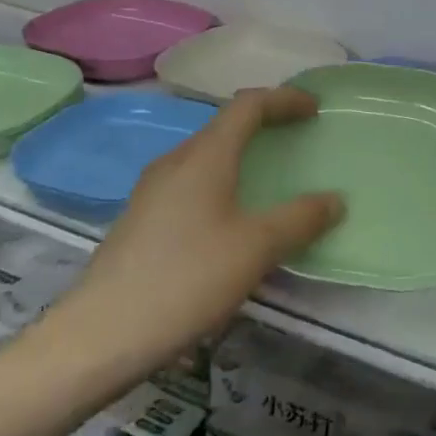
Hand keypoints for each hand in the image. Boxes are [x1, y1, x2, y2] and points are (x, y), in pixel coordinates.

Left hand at [44, 87, 342, 376]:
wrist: (100, 335)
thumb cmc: (186, 279)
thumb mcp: (256, 248)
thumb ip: (300, 219)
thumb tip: (335, 200)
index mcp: (204, 156)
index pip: (248, 105)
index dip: (284, 100)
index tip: (314, 110)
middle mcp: (175, 162)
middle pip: (224, 126)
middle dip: (263, 125)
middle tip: (296, 139)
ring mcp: (152, 191)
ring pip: (205, 156)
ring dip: (240, 155)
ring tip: (267, 178)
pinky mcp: (141, 220)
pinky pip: (191, 184)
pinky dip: (221, 183)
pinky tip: (230, 222)